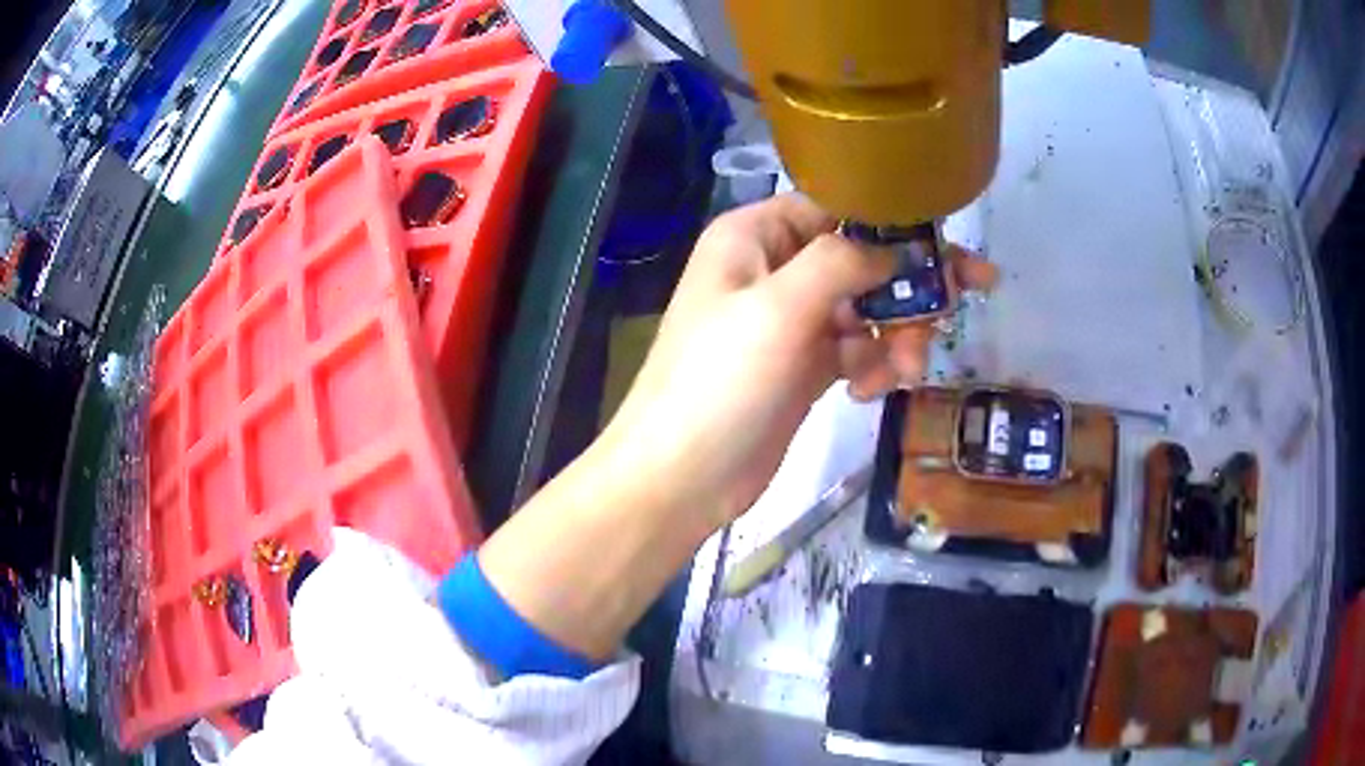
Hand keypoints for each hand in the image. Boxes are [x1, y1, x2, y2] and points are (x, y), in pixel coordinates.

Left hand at [597, 194, 996, 526]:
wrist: (682, 477)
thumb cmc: (721, 382)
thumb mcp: (779, 309)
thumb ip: (840, 263)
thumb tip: (891, 250)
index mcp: (755, 236)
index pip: (835, 206)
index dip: (890, 220)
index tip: (944, 242)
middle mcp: (774, 269)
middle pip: (861, 258)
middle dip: (909, 283)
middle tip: (970, 293)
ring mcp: (791, 321)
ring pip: (866, 308)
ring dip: (896, 334)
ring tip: (907, 369)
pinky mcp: (805, 366)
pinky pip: (857, 350)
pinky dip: (874, 365)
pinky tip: (870, 391)